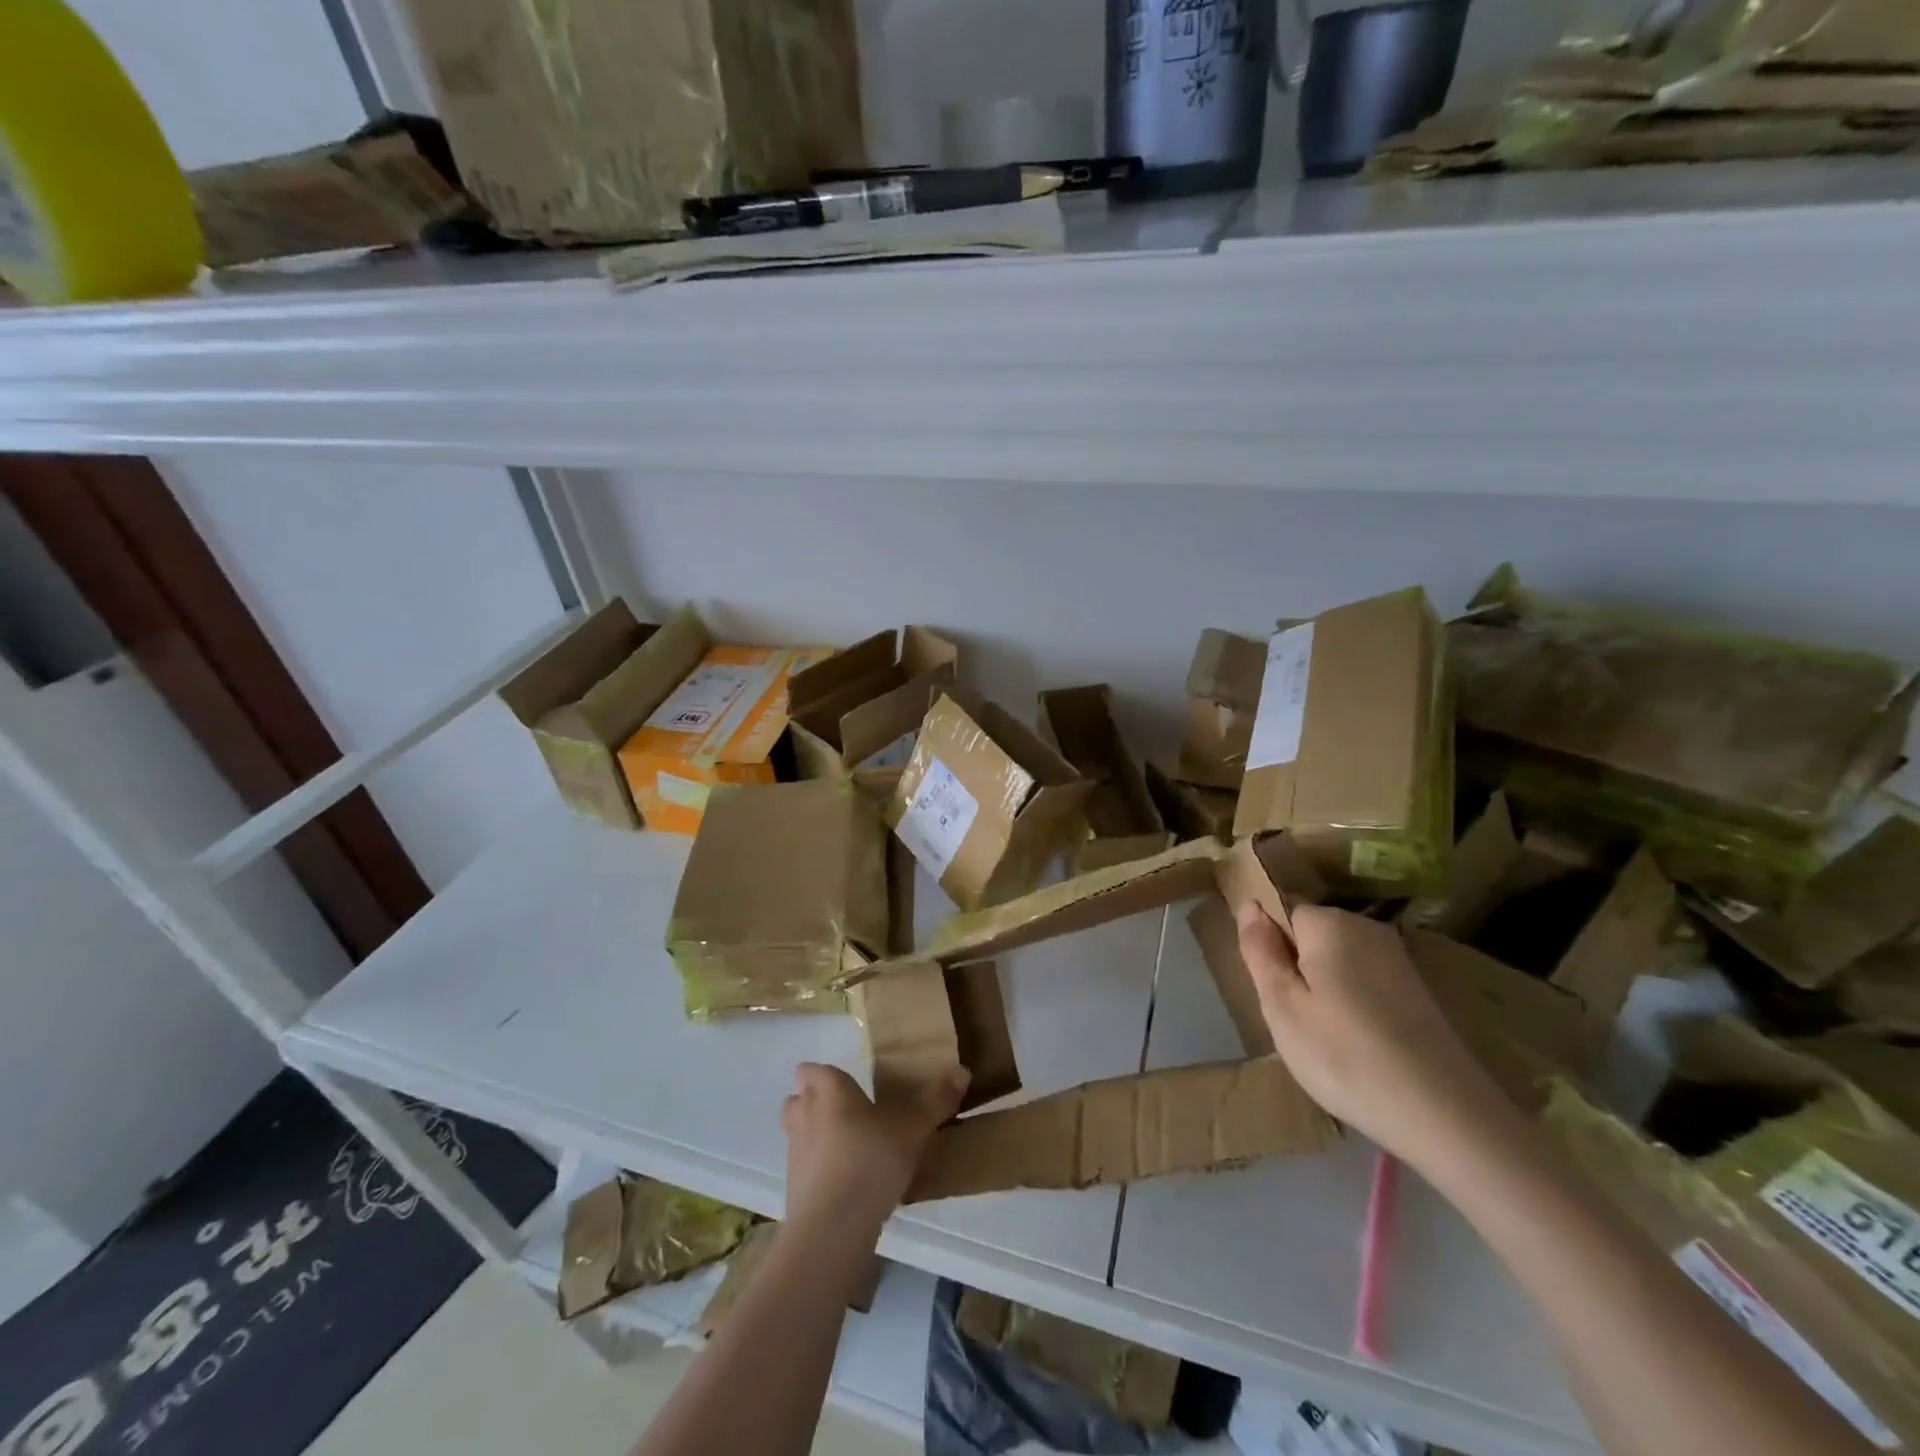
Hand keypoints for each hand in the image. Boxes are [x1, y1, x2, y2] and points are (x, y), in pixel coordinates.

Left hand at [781, 1062, 967, 1232]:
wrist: (833, 1228)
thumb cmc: (871, 1160)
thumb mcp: (914, 1128)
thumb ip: (936, 1100)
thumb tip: (962, 1071)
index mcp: (829, 1090)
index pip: (811, 1069)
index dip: (825, 1075)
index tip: (847, 1084)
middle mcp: (804, 1114)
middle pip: (798, 1098)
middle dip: (815, 1102)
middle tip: (848, 1112)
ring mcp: (794, 1152)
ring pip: (798, 1132)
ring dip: (815, 1135)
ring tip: (847, 1147)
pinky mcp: (793, 1189)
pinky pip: (804, 1167)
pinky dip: (818, 1170)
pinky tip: (845, 1183)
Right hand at [1235, 902, 1509, 1167]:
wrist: (1446, 1114)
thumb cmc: (1344, 1055)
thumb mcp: (1281, 1006)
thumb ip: (1259, 950)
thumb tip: (1249, 905)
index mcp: (1328, 922)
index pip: (1280, 911)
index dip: (1269, 947)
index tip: (1273, 991)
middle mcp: (1365, 927)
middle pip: (1310, 934)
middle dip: (1295, 967)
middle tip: (1294, 1019)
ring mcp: (1396, 957)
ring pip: (1336, 959)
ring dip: (1323, 988)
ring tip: (1325, 1038)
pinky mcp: (1417, 988)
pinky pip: (1364, 980)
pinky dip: (1352, 1004)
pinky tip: (1358, 1043)